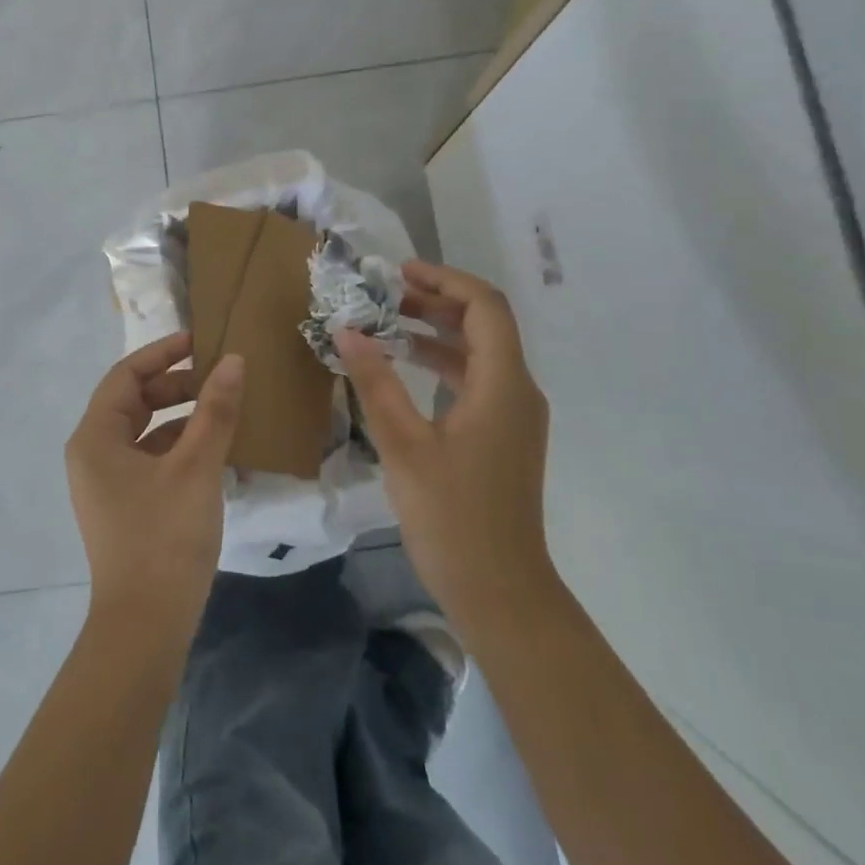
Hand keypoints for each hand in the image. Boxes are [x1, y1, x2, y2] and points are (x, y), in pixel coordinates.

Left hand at [66, 333, 245, 634]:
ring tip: (224, 406)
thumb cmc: (165, 537)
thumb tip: (234, 360)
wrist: (146, 627)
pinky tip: (214, 447)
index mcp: (96, 437)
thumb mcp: (196, 466)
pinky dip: (179, 445)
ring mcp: (107, 483)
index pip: (125, 375)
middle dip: (176, 384)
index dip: (163, 353)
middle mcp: (93, 454)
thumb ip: (215, 409)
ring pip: (144, 430)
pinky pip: (150, 458)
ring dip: (181, 414)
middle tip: (219, 375)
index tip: (201, 341)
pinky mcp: (124, 505)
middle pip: (134, 400)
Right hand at [335, 260, 553, 641]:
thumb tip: (347, 330)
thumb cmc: (452, 517)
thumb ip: (375, 382)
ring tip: (390, 321)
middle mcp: (518, 390)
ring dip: (438, 330)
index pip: (485, 306)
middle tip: (387, 293)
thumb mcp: (403, 445)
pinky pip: (477, 379)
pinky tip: (406, 365)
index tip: (399, 273)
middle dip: (438, 300)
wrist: (500, 591)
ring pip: (481, 351)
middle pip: (485, 323)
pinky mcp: (504, 435)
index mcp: (502, 384)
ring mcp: (514, 414)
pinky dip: (443, 361)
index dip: (445, 280)